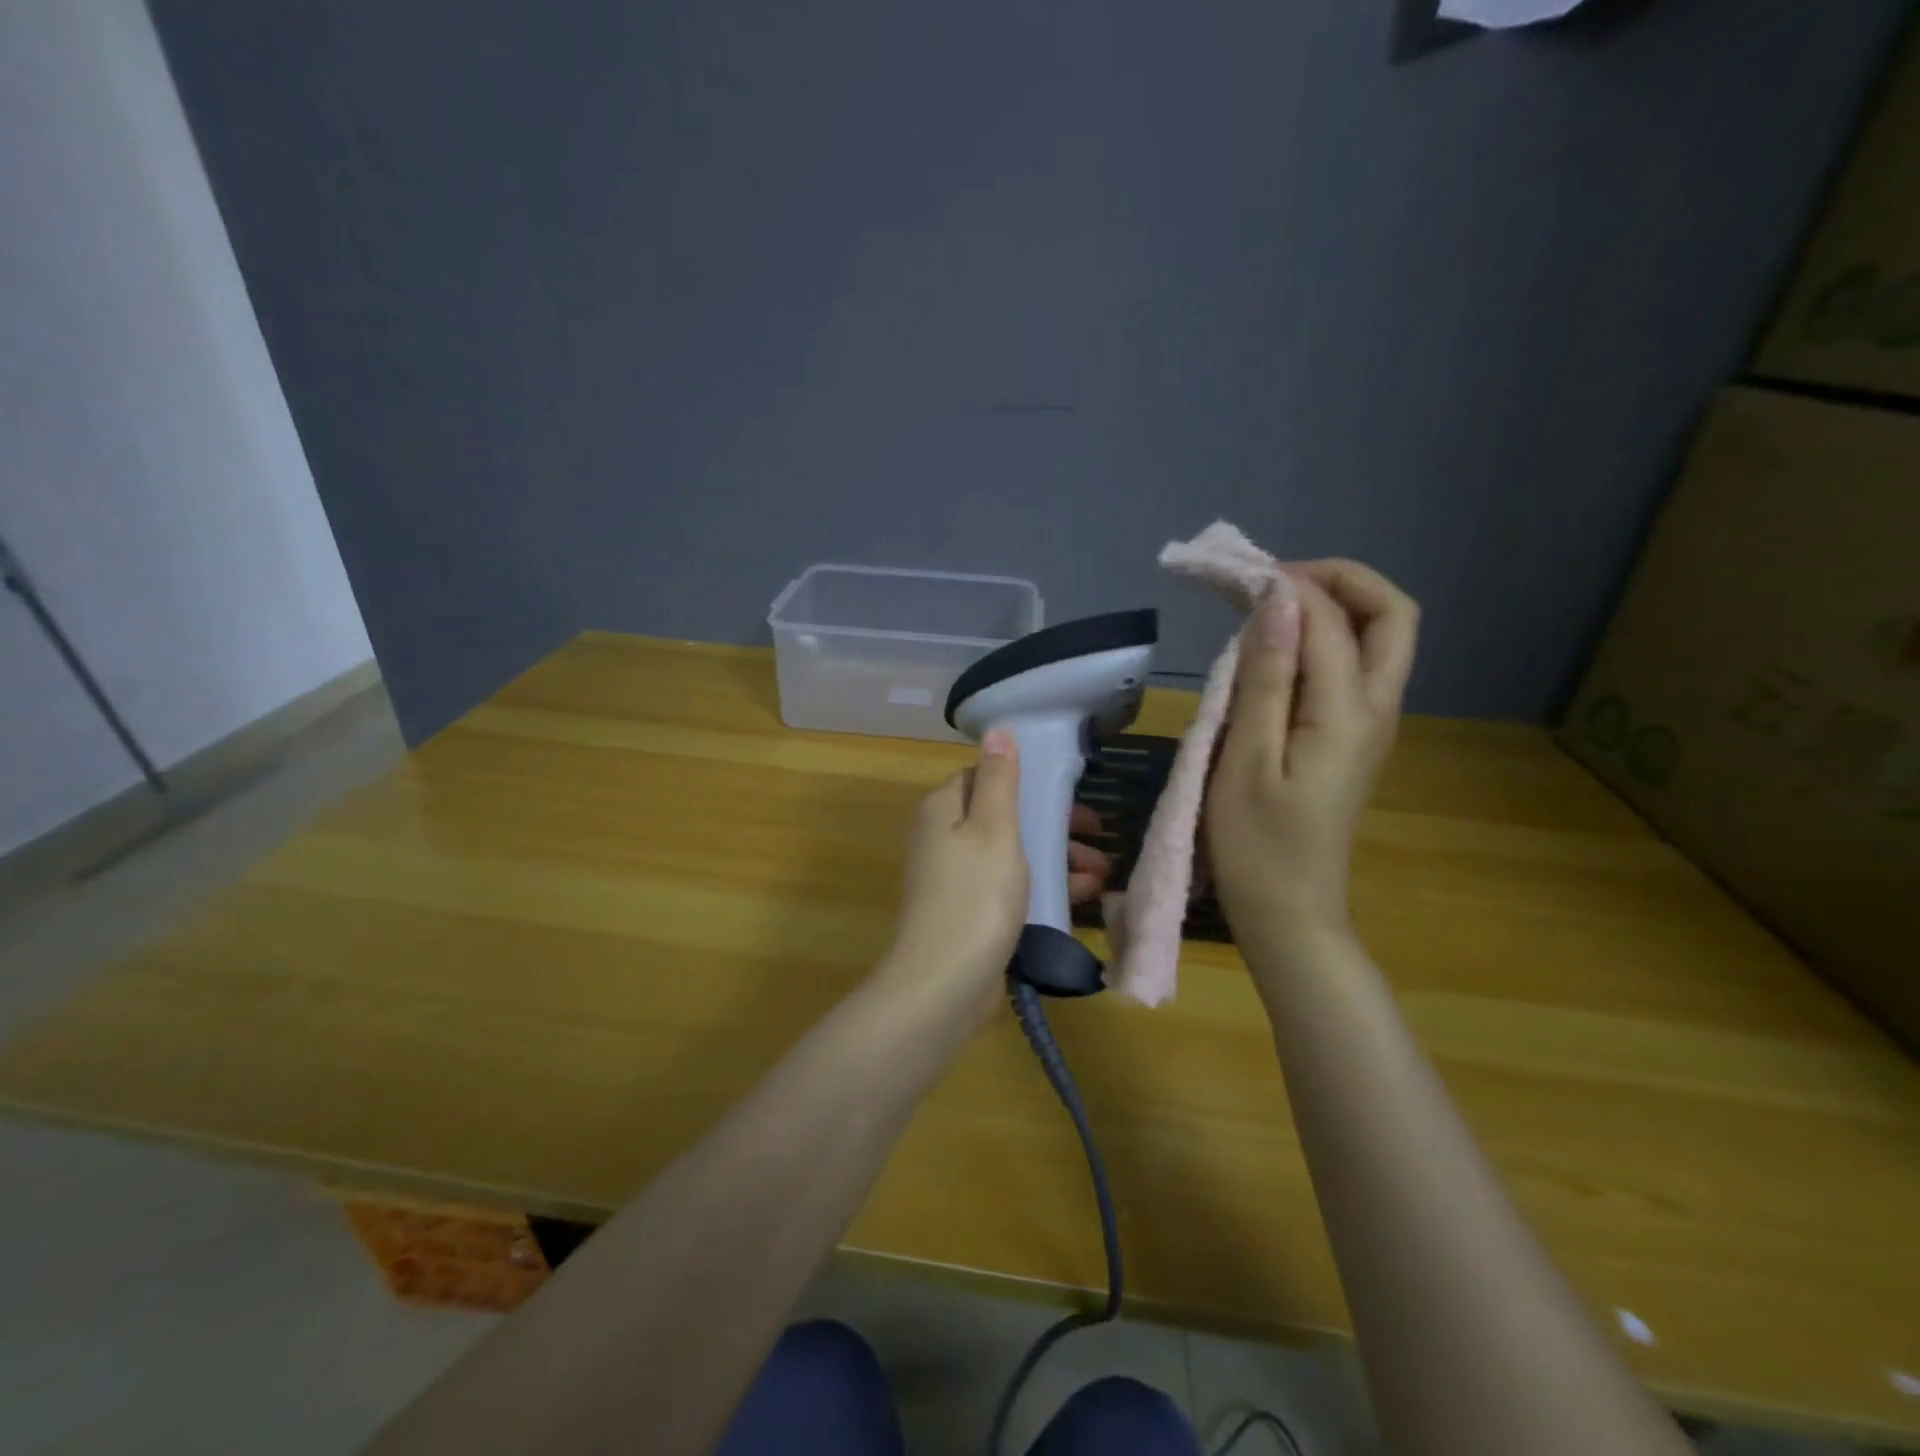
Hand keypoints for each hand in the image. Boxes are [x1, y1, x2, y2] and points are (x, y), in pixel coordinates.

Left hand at [880, 733, 1112, 1029]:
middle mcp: (943, 839)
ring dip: (1056, 858)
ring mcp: (955, 879)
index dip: (1024, 780)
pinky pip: (1010, 888)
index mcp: (943, 810)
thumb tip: (996, 731)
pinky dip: (1043, 887)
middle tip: (1097, 832)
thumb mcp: (994, 828)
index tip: (1066, 790)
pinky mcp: (970, 913)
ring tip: (1102, 872)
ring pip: (1012, 855)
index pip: (983, 777)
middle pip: (1003, 818)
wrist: (944, 984)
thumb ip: (999, 780)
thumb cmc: (975, 896)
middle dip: (1052, 824)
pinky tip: (1083, 897)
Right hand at [1206, 559, 1418, 958]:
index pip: (1329, 618)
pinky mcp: (1352, 738)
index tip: (1230, 575)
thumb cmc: (1255, 844)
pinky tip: (1274, 653)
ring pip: (1378, 638)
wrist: (1287, 912)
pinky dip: (1323, 639)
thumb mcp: (1247, 758)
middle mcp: (1375, 709)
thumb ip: (1266, 677)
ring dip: (1331, 606)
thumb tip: (1279, 601)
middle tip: (1272, 582)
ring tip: (1265, 608)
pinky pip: (1354, 666)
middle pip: (1391, 616)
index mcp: (1348, 713)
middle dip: (1338, 580)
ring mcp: (1370, 724)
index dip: (1284, 584)